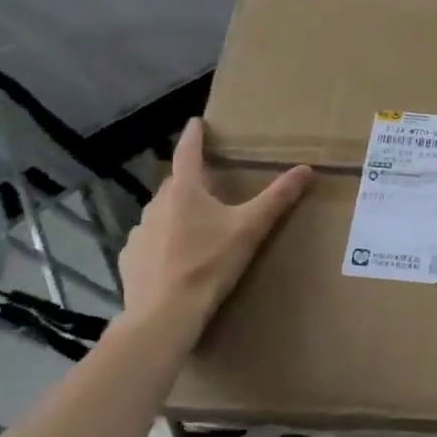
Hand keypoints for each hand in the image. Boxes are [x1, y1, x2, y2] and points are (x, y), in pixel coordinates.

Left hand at [118, 118, 310, 339]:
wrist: (165, 314)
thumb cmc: (210, 264)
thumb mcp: (250, 229)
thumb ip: (278, 198)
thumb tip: (306, 169)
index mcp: (185, 191)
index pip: (188, 153)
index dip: (194, 136)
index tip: (196, 122)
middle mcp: (157, 204)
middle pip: (176, 184)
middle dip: (191, 183)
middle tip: (211, 189)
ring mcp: (139, 232)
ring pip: (162, 213)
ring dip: (177, 215)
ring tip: (196, 231)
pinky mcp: (130, 259)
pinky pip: (149, 241)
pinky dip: (162, 243)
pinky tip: (175, 260)